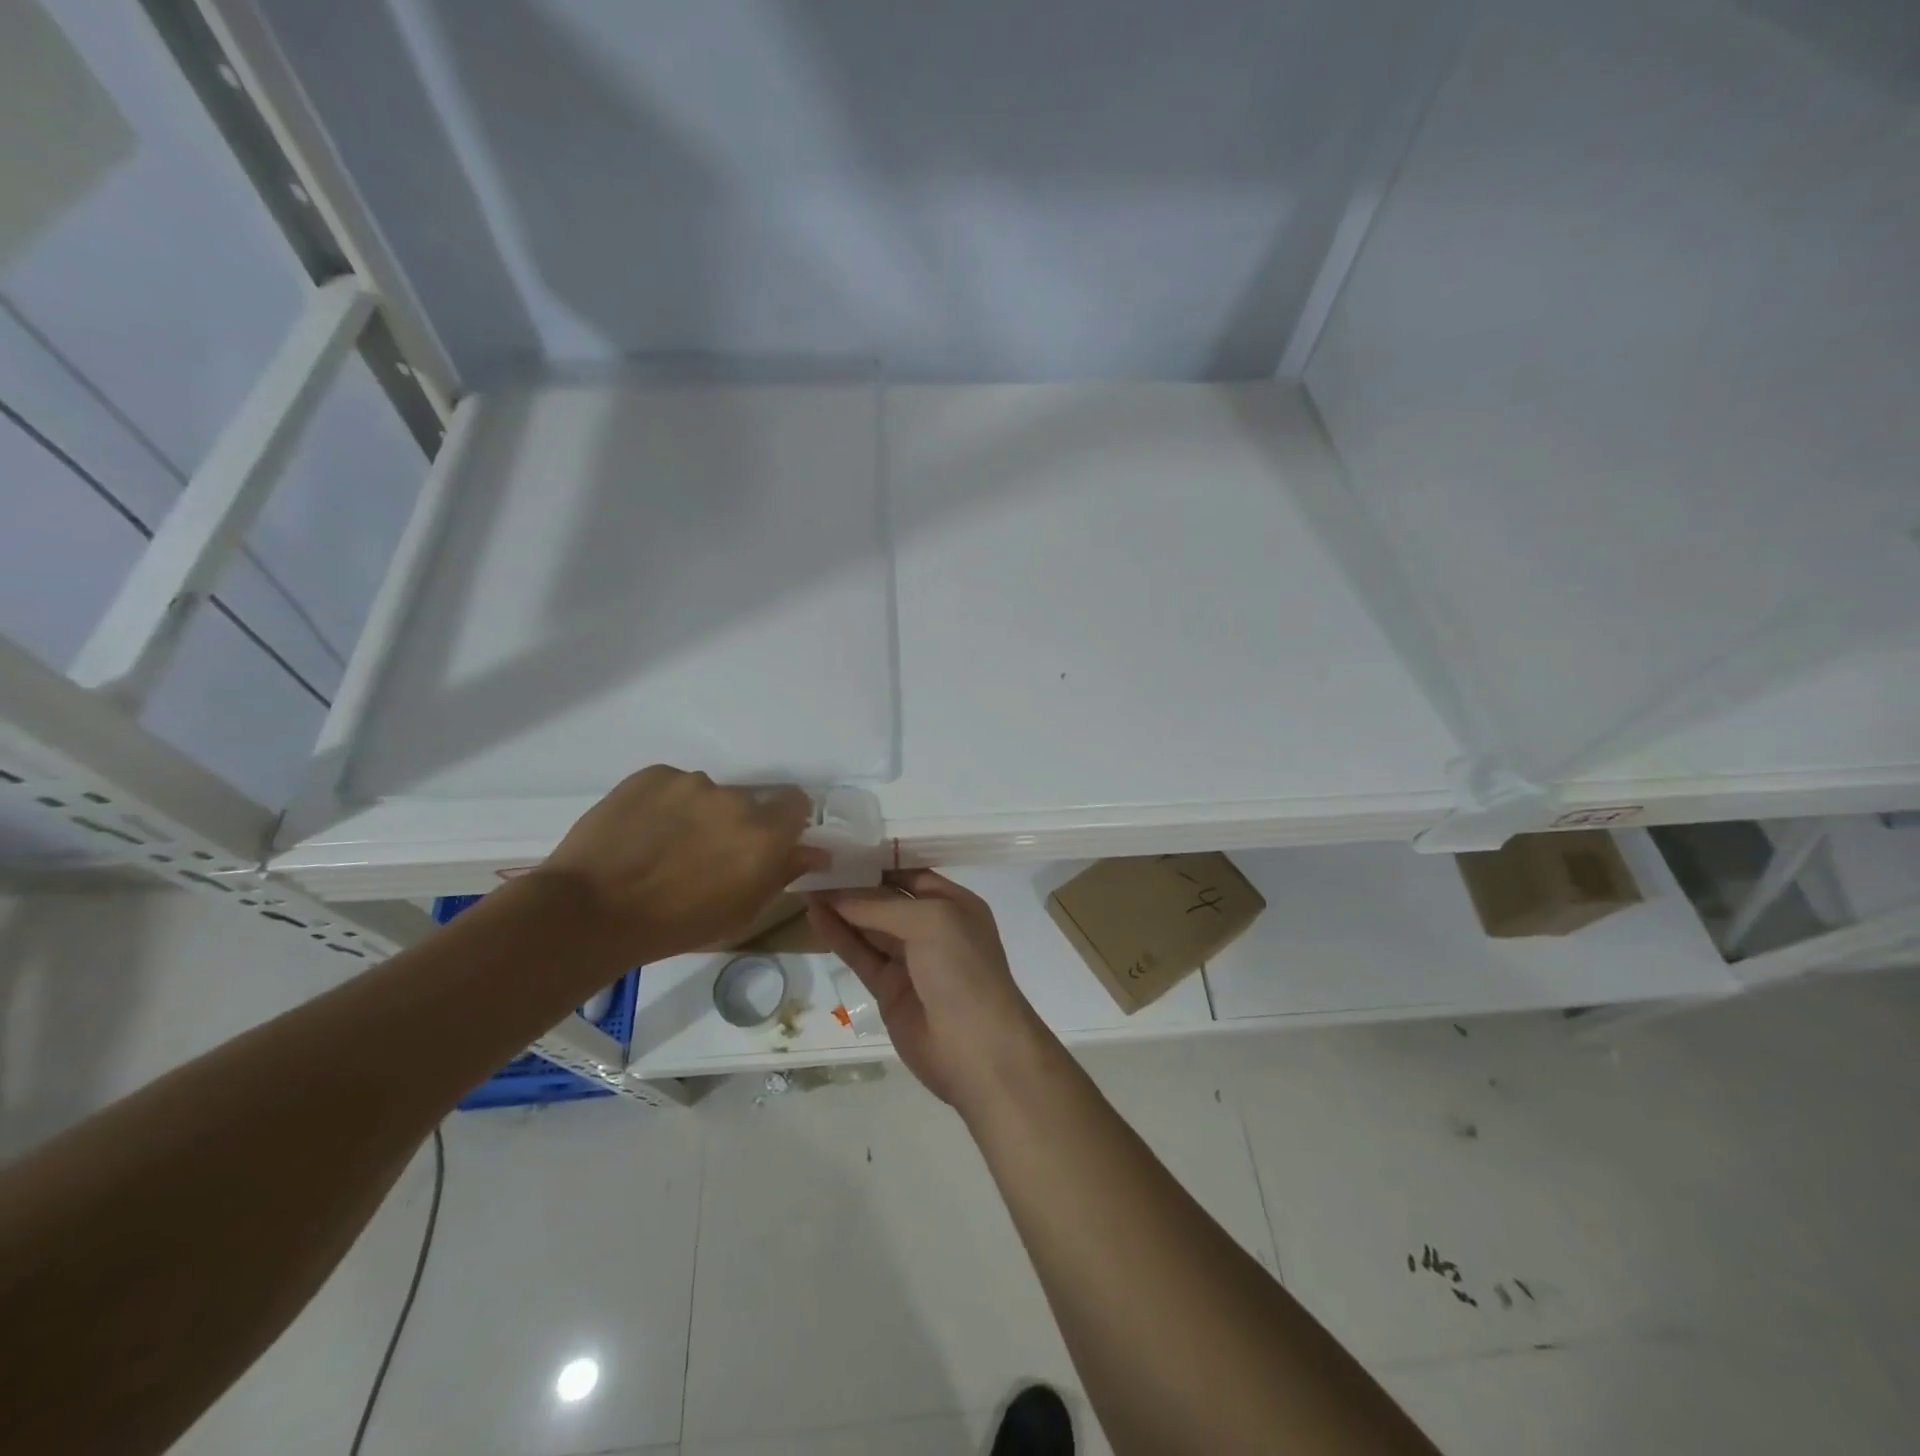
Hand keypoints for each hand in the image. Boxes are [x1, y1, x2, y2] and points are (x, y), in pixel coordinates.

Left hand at [536, 766, 826, 963]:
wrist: (589, 912)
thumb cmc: (674, 925)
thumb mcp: (741, 912)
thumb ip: (782, 874)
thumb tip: (816, 852)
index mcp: (764, 835)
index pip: (797, 802)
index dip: (784, 820)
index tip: (766, 841)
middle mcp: (735, 799)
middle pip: (748, 802)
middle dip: (735, 824)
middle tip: (706, 854)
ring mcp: (690, 783)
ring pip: (707, 794)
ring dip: (698, 814)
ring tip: (664, 846)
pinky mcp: (652, 774)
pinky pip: (672, 786)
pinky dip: (665, 805)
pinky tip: (641, 833)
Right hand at [806, 870, 1055, 1108]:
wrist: (977, 1049)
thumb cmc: (963, 971)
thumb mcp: (929, 922)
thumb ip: (880, 906)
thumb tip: (835, 894)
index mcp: (954, 904)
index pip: (910, 875)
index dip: (877, 863)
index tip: (840, 849)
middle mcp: (933, 928)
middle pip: (887, 899)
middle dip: (854, 884)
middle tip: (813, 866)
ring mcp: (910, 960)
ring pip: (869, 927)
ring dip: (840, 908)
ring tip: (805, 886)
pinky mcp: (889, 989)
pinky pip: (861, 955)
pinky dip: (839, 936)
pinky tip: (815, 916)